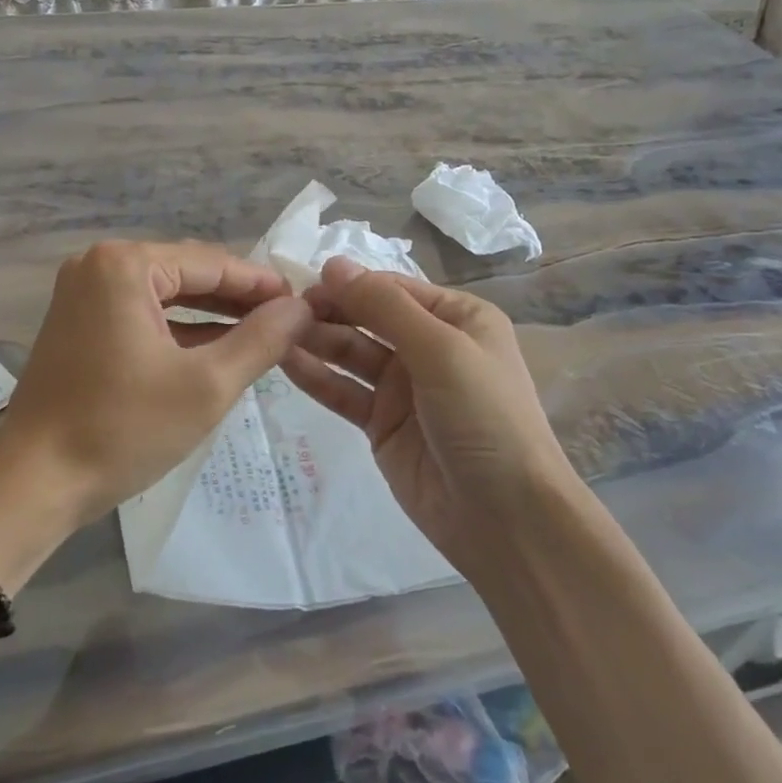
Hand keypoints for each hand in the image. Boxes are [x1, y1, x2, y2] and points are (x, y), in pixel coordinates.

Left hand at [0, 240, 311, 529]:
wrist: (33, 485)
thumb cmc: (122, 429)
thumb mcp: (206, 386)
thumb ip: (261, 339)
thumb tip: (301, 306)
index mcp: (124, 265)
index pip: (211, 263)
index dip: (261, 284)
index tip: (304, 303)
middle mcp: (98, 265)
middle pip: (187, 273)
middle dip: (237, 298)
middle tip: (288, 321)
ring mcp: (83, 294)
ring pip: (165, 295)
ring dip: (211, 314)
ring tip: (262, 334)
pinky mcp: (78, 323)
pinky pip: (142, 314)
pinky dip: (179, 330)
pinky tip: (217, 347)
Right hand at [281, 257, 575, 573]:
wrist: (507, 517)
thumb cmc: (484, 417)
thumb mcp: (441, 350)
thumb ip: (384, 307)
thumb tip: (334, 264)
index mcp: (458, 318)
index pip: (394, 288)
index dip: (351, 284)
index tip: (304, 283)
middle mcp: (430, 346)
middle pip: (369, 318)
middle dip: (330, 311)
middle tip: (284, 311)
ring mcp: (404, 387)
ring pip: (352, 353)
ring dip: (318, 341)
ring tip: (274, 332)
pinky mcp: (382, 423)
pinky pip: (344, 392)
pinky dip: (317, 377)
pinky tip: (284, 363)